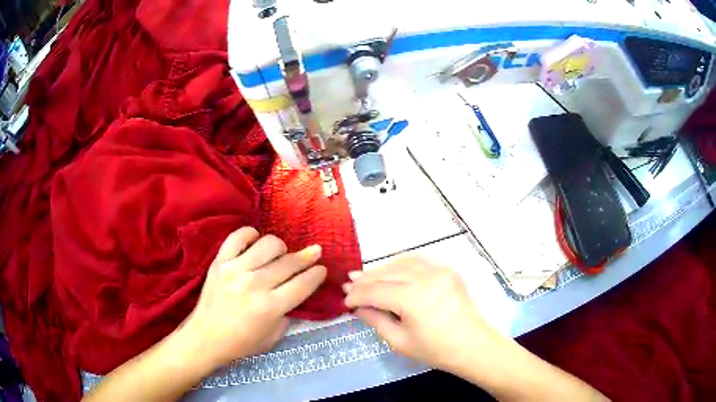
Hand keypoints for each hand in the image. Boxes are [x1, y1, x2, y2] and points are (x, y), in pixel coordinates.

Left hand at [178, 227, 326, 369]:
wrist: (205, 337)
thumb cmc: (241, 343)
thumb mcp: (273, 336)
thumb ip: (288, 313)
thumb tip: (296, 291)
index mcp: (270, 307)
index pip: (303, 284)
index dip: (317, 274)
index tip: (322, 268)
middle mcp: (255, 284)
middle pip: (289, 263)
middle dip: (307, 257)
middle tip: (313, 254)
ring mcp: (235, 269)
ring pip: (268, 244)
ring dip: (281, 247)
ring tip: (281, 254)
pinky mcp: (220, 261)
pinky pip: (238, 237)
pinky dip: (250, 234)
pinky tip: (256, 241)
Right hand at [343, 256, 501, 372]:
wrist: (474, 346)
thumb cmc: (436, 351)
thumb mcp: (399, 341)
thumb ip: (376, 320)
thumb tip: (358, 306)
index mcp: (412, 298)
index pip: (375, 291)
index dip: (357, 295)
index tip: (345, 300)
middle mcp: (425, 277)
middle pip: (386, 274)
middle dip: (365, 280)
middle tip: (349, 283)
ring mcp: (439, 270)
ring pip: (401, 262)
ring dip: (382, 269)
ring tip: (365, 276)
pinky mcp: (448, 270)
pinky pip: (418, 261)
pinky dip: (401, 264)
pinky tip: (391, 271)